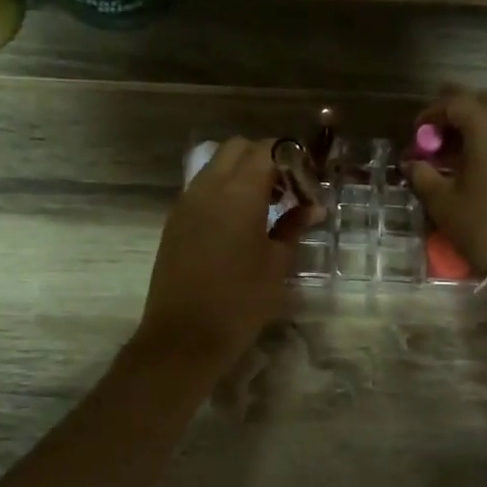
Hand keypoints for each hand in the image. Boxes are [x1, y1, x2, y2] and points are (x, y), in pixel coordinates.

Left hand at [133, 138, 319, 370]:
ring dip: (242, 174)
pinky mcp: (175, 220)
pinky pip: (202, 188)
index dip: (292, 159)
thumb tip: (312, 208)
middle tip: (286, 191)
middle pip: (238, 149)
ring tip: (265, 208)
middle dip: (266, 159)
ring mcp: (186, 202)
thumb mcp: (277, 264)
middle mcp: (208, 187)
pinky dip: (223, 190)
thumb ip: (293, 226)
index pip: (268, 149)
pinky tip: (239, 224)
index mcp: (238, 193)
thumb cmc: (240, 302)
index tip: (307, 183)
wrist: (184, 337)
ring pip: (216, 165)